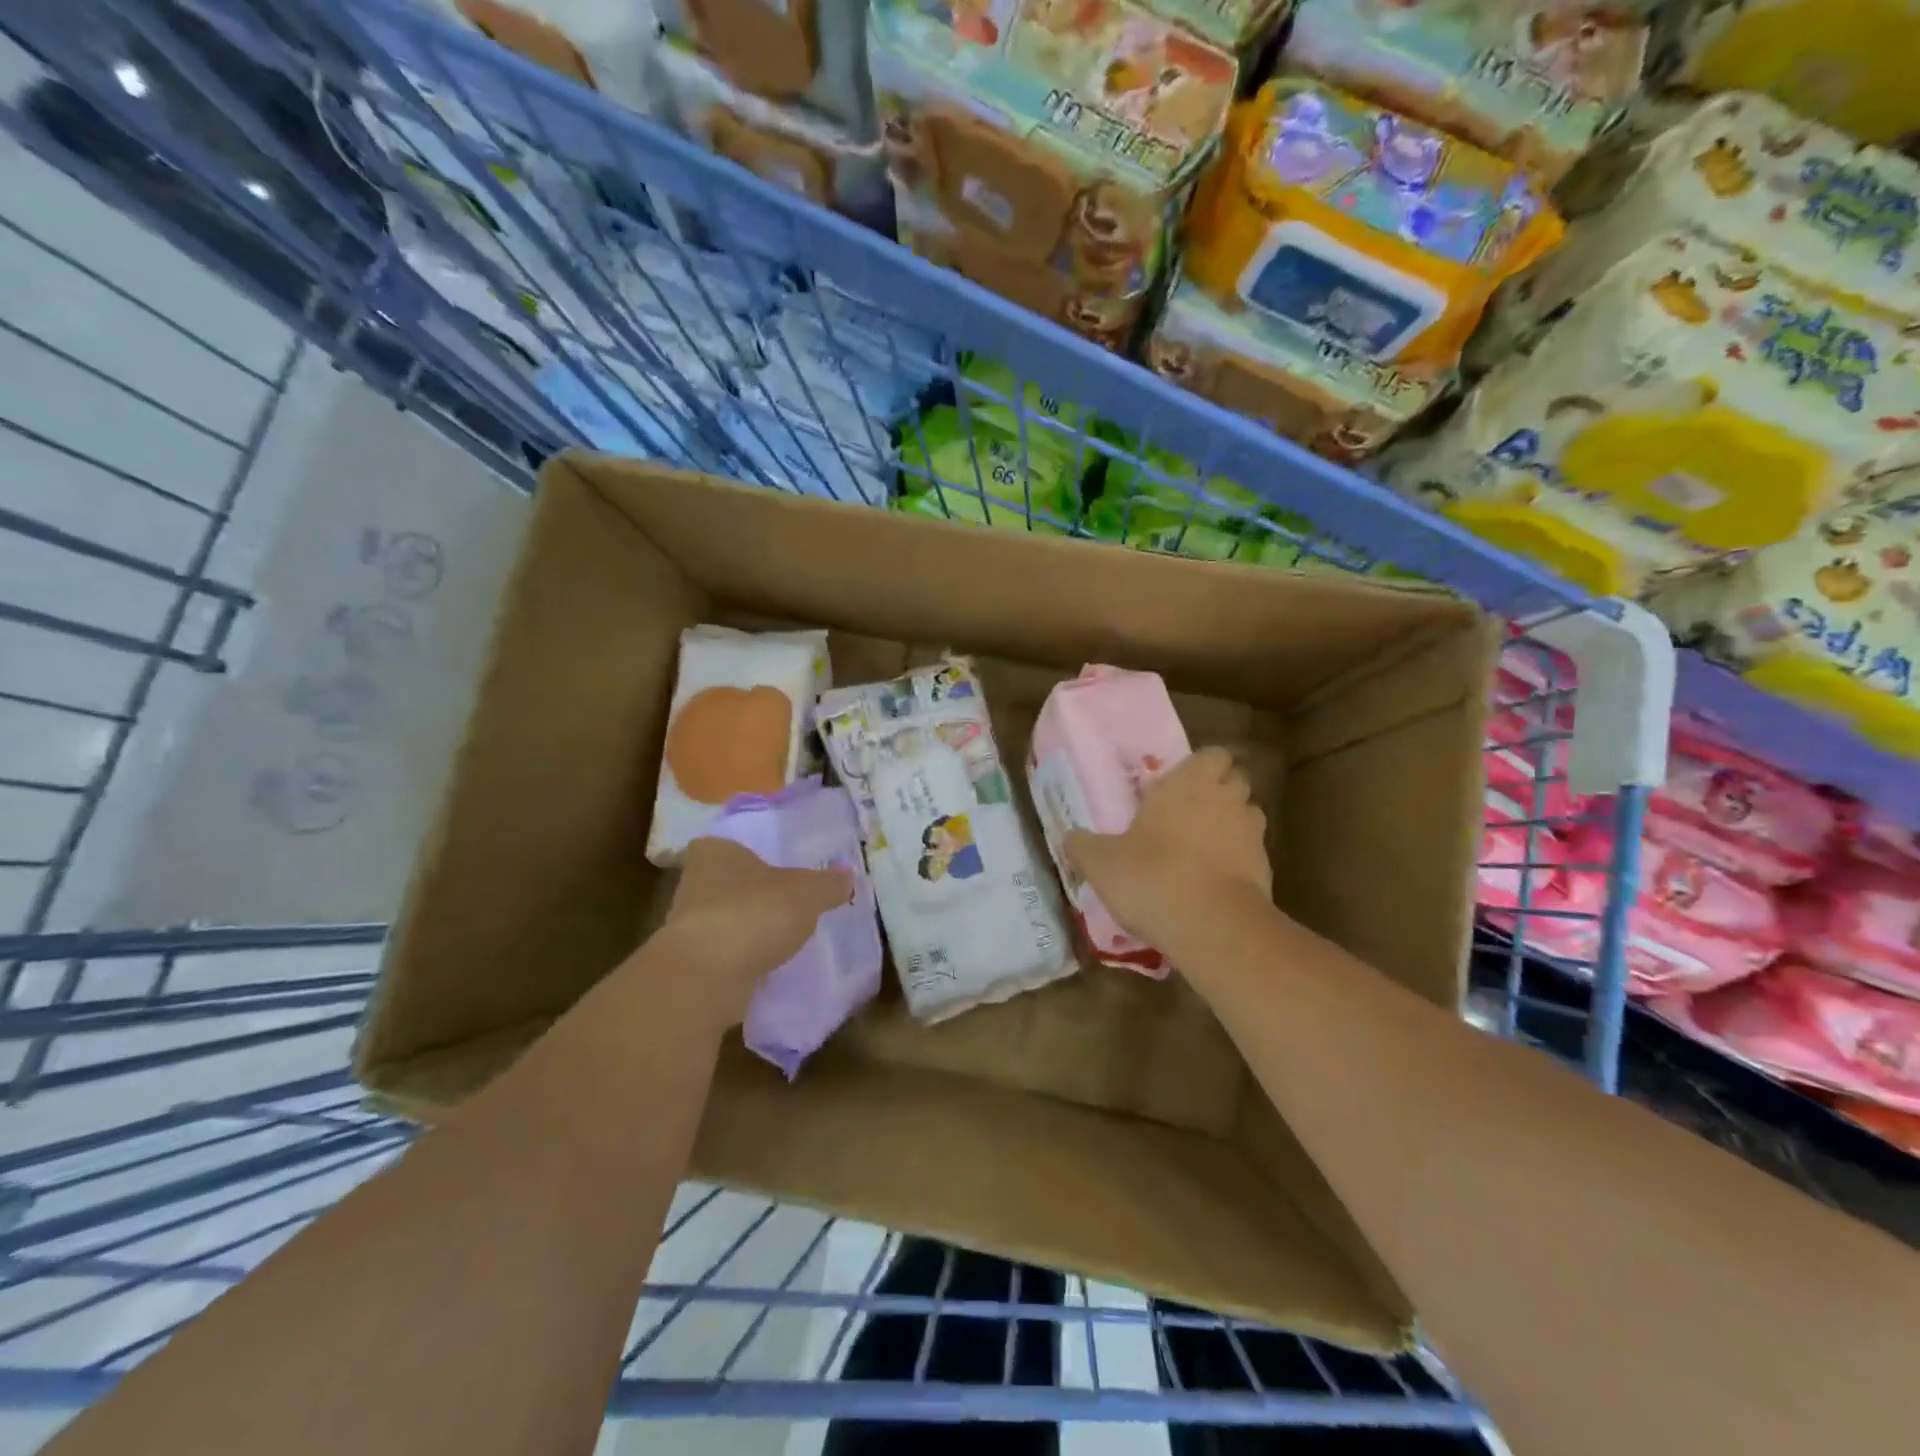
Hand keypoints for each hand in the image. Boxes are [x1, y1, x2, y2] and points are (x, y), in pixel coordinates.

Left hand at [660, 837, 852, 1024]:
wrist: (705, 979)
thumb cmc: (753, 915)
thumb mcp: (807, 893)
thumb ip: (828, 883)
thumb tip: (848, 876)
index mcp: (716, 852)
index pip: (730, 843)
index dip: (753, 852)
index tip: (778, 864)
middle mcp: (695, 883)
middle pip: (731, 882)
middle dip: (757, 892)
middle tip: (792, 899)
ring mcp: (690, 926)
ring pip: (729, 918)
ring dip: (752, 927)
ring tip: (788, 934)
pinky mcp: (693, 964)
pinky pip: (728, 953)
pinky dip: (746, 957)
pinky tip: (772, 964)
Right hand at [1066, 746, 1271, 959]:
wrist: (1213, 927)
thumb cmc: (1153, 876)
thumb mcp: (1101, 862)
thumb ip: (1083, 845)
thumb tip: (1069, 837)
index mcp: (1189, 782)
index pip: (1211, 754)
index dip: (1199, 767)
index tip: (1178, 786)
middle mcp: (1226, 798)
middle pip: (1234, 781)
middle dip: (1217, 792)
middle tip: (1187, 814)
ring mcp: (1252, 834)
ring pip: (1246, 816)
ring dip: (1229, 826)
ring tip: (1201, 849)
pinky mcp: (1266, 870)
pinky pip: (1251, 855)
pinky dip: (1236, 862)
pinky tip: (1211, 884)